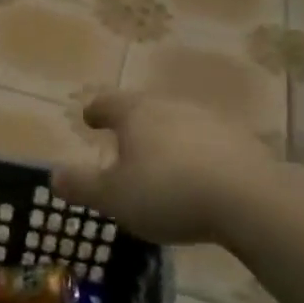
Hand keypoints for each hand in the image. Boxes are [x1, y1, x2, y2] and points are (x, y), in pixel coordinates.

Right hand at [53, 92, 275, 244]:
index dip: (96, 111)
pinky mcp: (241, 141)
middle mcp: (171, 106)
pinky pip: (208, 143)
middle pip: (145, 109)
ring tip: (161, 164)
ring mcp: (210, 120)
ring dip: (167, 139)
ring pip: (178, 123)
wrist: (249, 199)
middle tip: (123, 144)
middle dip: (132, 125)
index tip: (89, 119)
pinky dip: (197, 155)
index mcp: (136, 113)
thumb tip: (54, 175)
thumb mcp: (113, 197)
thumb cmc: (168, 193)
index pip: (108, 102)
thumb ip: (82, 186)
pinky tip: (198, 178)